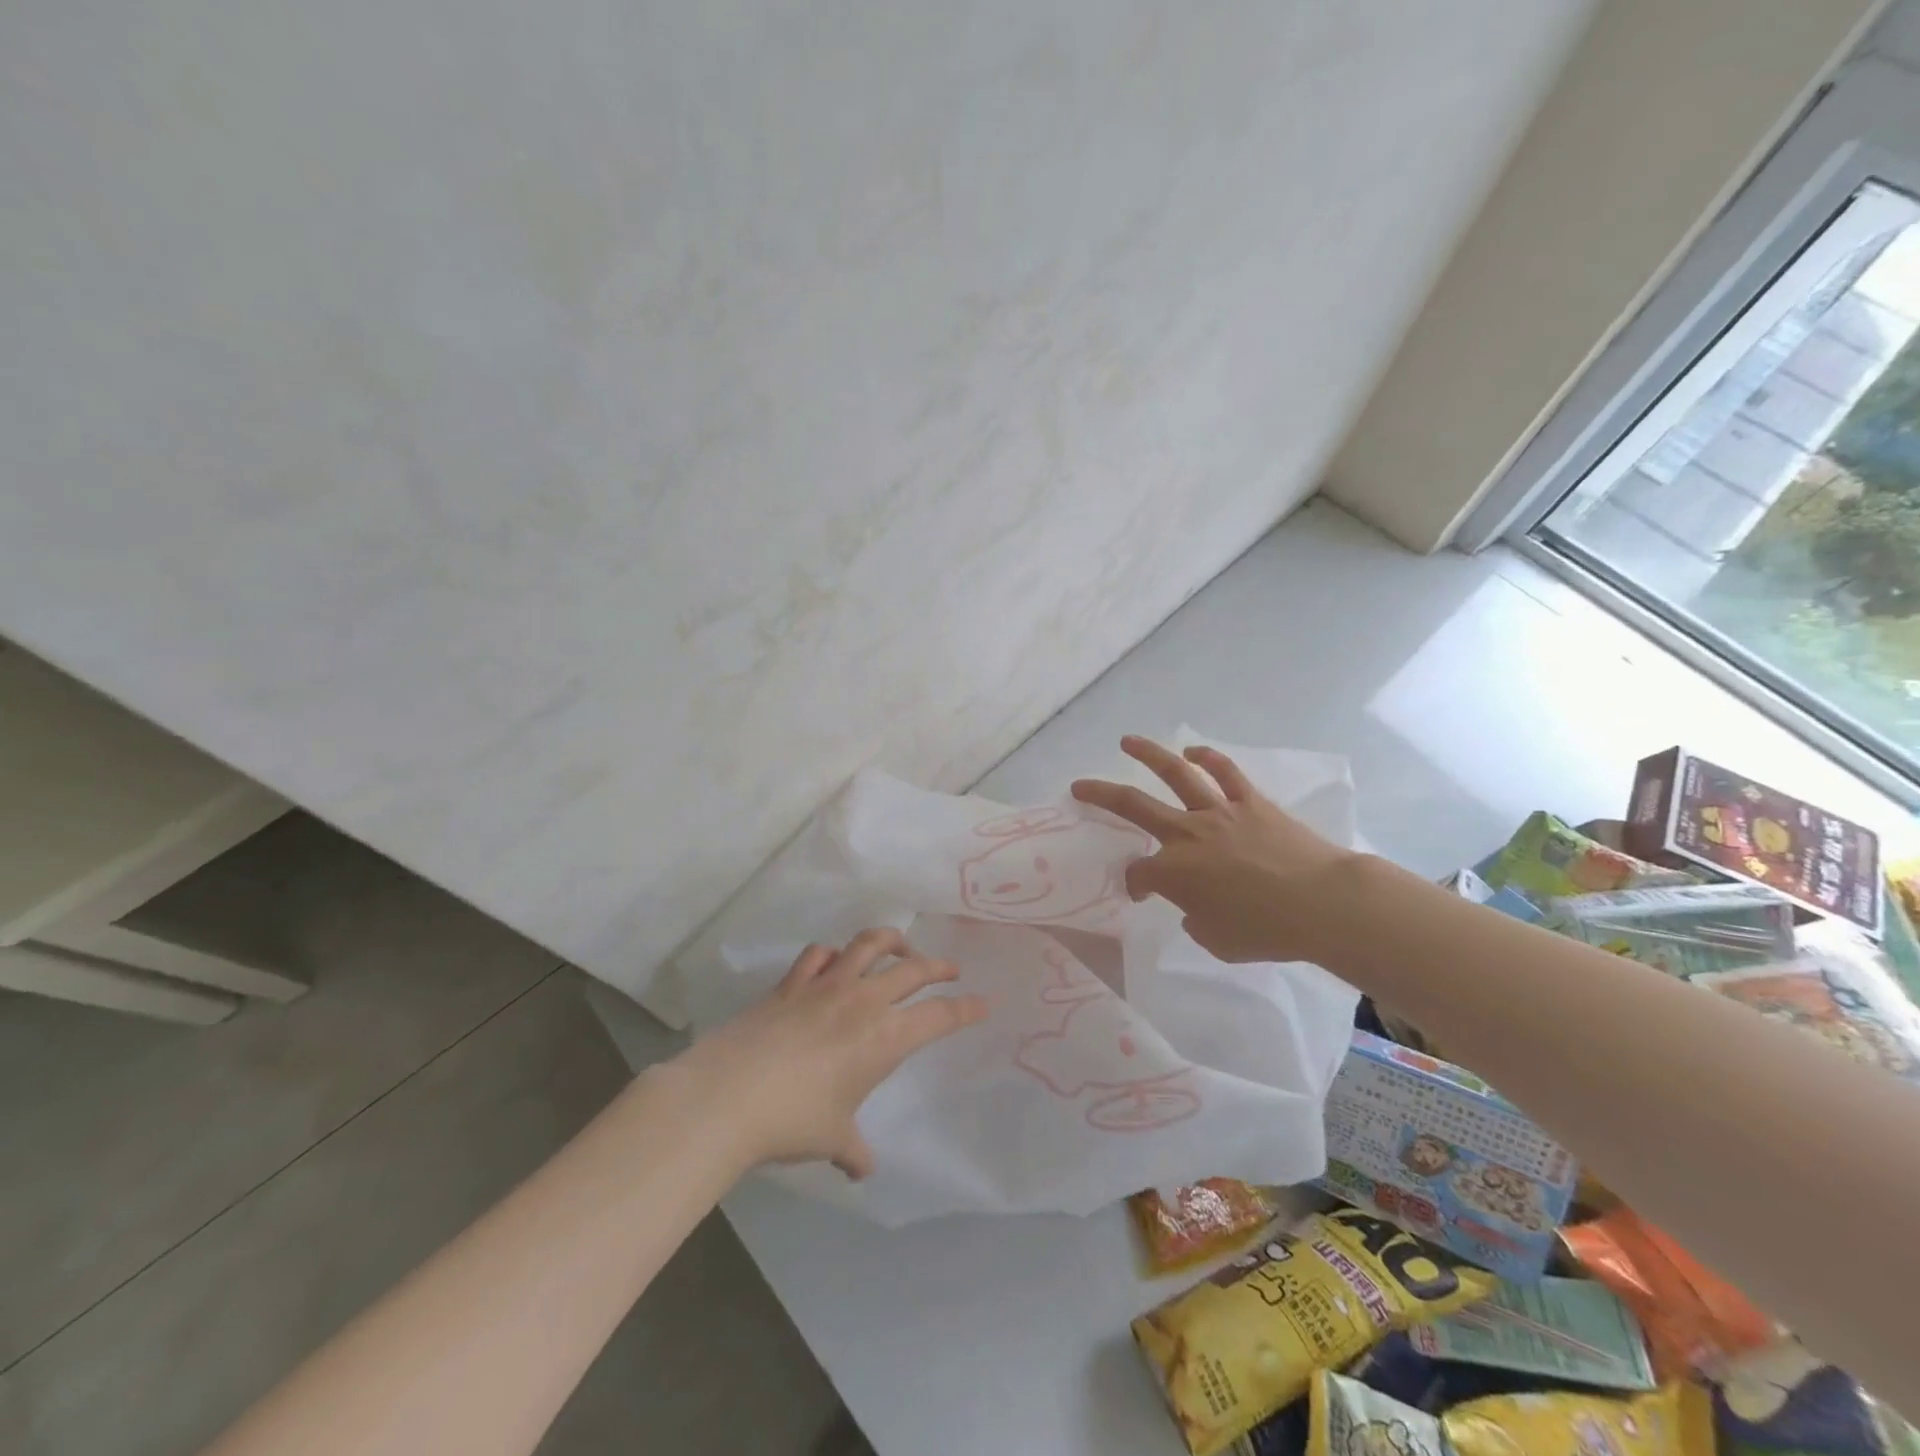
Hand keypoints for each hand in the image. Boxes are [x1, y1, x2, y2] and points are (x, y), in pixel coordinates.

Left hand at [670, 929, 986, 1179]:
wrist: (729, 1095)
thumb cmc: (794, 1120)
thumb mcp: (833, 1139)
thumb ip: (853, 1150)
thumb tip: (861, 1168)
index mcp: (886, 1037)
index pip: (940, 1016)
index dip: (966, 1009)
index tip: (984, 1003)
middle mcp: (864, 1000)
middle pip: (913, 969)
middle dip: (939, 967)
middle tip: (951, 970)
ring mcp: (826, 984)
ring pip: (869, 943)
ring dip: (892, 940)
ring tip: (901, 947)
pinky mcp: (792, 982)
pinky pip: (819, 954)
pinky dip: (833, 953)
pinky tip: (835, 960)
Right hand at [1070, 736, 1354, 962]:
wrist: (1323, 904)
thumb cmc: (1267, 931)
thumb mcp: (1217, 940)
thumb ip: (1195, 919)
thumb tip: (1195, 904)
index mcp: (1174, 873)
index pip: (1138, 874)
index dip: (1132, 883)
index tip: (1140, 893)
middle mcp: (1187, 834)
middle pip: (1134, 807)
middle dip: (1101, 796)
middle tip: (1079, 785)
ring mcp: (1219, 813)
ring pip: (1175, 775)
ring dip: (1148, 756)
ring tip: (1127, 742)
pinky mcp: (1251, 802)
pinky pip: (1226, 773)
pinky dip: (1208, 759)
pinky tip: (1193, 752)